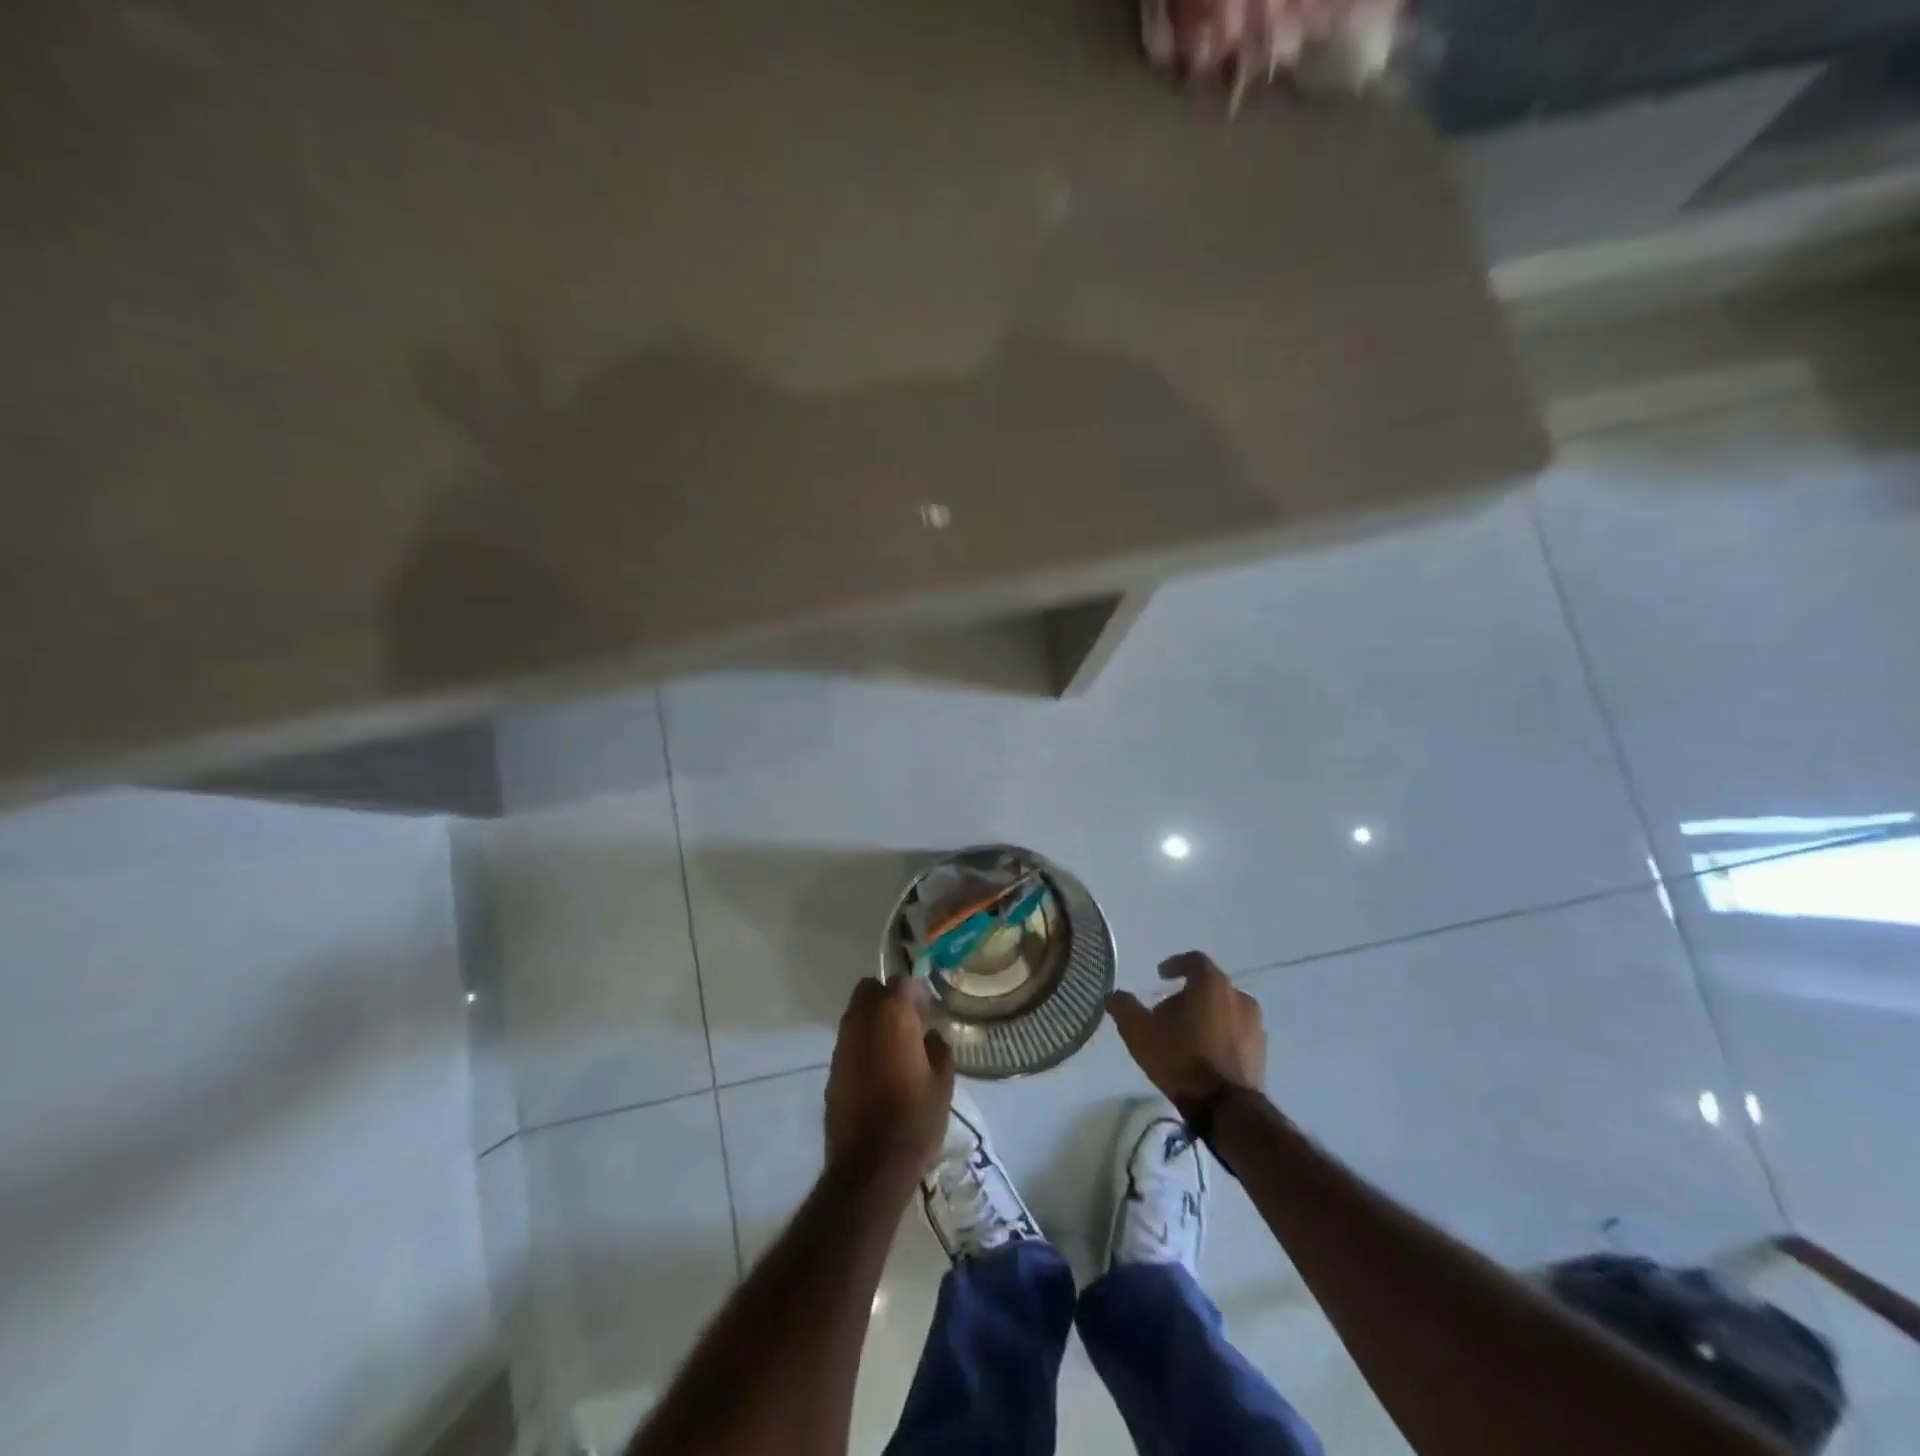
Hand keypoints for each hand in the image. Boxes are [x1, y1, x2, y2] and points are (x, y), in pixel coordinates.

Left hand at [825, 977, 954, 1176]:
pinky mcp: (832, 1068)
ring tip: (895, 1050)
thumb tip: (930, 1037)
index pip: (903, 981)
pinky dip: (863, 1046)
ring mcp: (842, 1043)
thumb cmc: (914, 1118)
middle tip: (909, 1024)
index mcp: (892, 1014)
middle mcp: (862, 1019)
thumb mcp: (943, 1082)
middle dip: (888, 998)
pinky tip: (879, 1072)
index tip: (929, 1012)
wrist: (870, 1166)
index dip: (918, 994)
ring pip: (857, 1014)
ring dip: (874, 1022)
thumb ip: (938, 1048)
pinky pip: (849, 1042)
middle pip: (870, 989)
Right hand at [1107, 951, 1265, 1108]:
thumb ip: (1124, 1007)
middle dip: (1186, 995)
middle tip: (1166, 1013)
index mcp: (1212, 984)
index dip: (1176, 964)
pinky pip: (1236, 1031)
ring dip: (1204, 1016)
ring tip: (1185, 1036)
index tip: (1161, 976)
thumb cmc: (1182, 1059)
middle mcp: (1239, 996)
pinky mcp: (1261, 1050)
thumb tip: (1114, 996)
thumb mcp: (1140, 1032)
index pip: (1194, 960)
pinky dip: (1220, 1034)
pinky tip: (1204, 1055)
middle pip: (1209, 986)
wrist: (1227, 1108)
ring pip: (1224, 1009)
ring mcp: (1255, 1024)